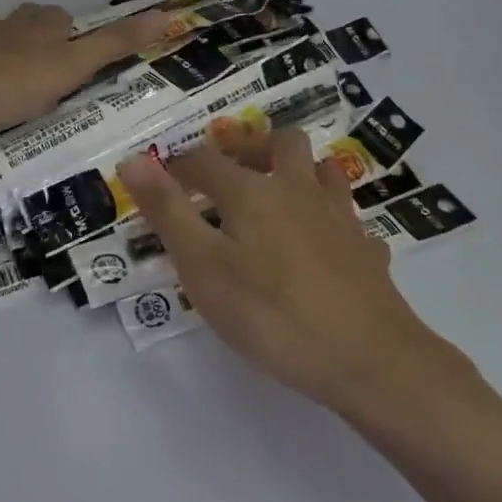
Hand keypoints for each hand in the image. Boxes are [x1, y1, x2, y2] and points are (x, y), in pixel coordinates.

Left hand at [0, 2, 172, 135]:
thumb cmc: (13, 81)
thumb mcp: (73, 66)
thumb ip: (116, 44)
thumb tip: (167, 15)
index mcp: (40, 25)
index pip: (61, 17)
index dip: (71, 32)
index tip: (77, 54)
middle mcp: (8, 25)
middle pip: (27, 20)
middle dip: (37, 35)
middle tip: (47, 67)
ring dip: (5, 47)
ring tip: (13, 75)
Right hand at [117, 127, 460, 417]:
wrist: (368, 358)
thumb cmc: (271, 314)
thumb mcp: (203, 267)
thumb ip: (168, 212)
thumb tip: (133, 159)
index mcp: (252, 192)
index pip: (207, 161)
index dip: (180, 166)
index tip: (162, 179)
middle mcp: (298, 190)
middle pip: (279, 143)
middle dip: (250, 147)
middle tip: (229, 170)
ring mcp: (339, 216)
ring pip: (322, 169)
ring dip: (298, 170)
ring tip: (278, 193)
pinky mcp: (366, 248)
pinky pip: (348, 216)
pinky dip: (330, 216)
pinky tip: (323, 242)